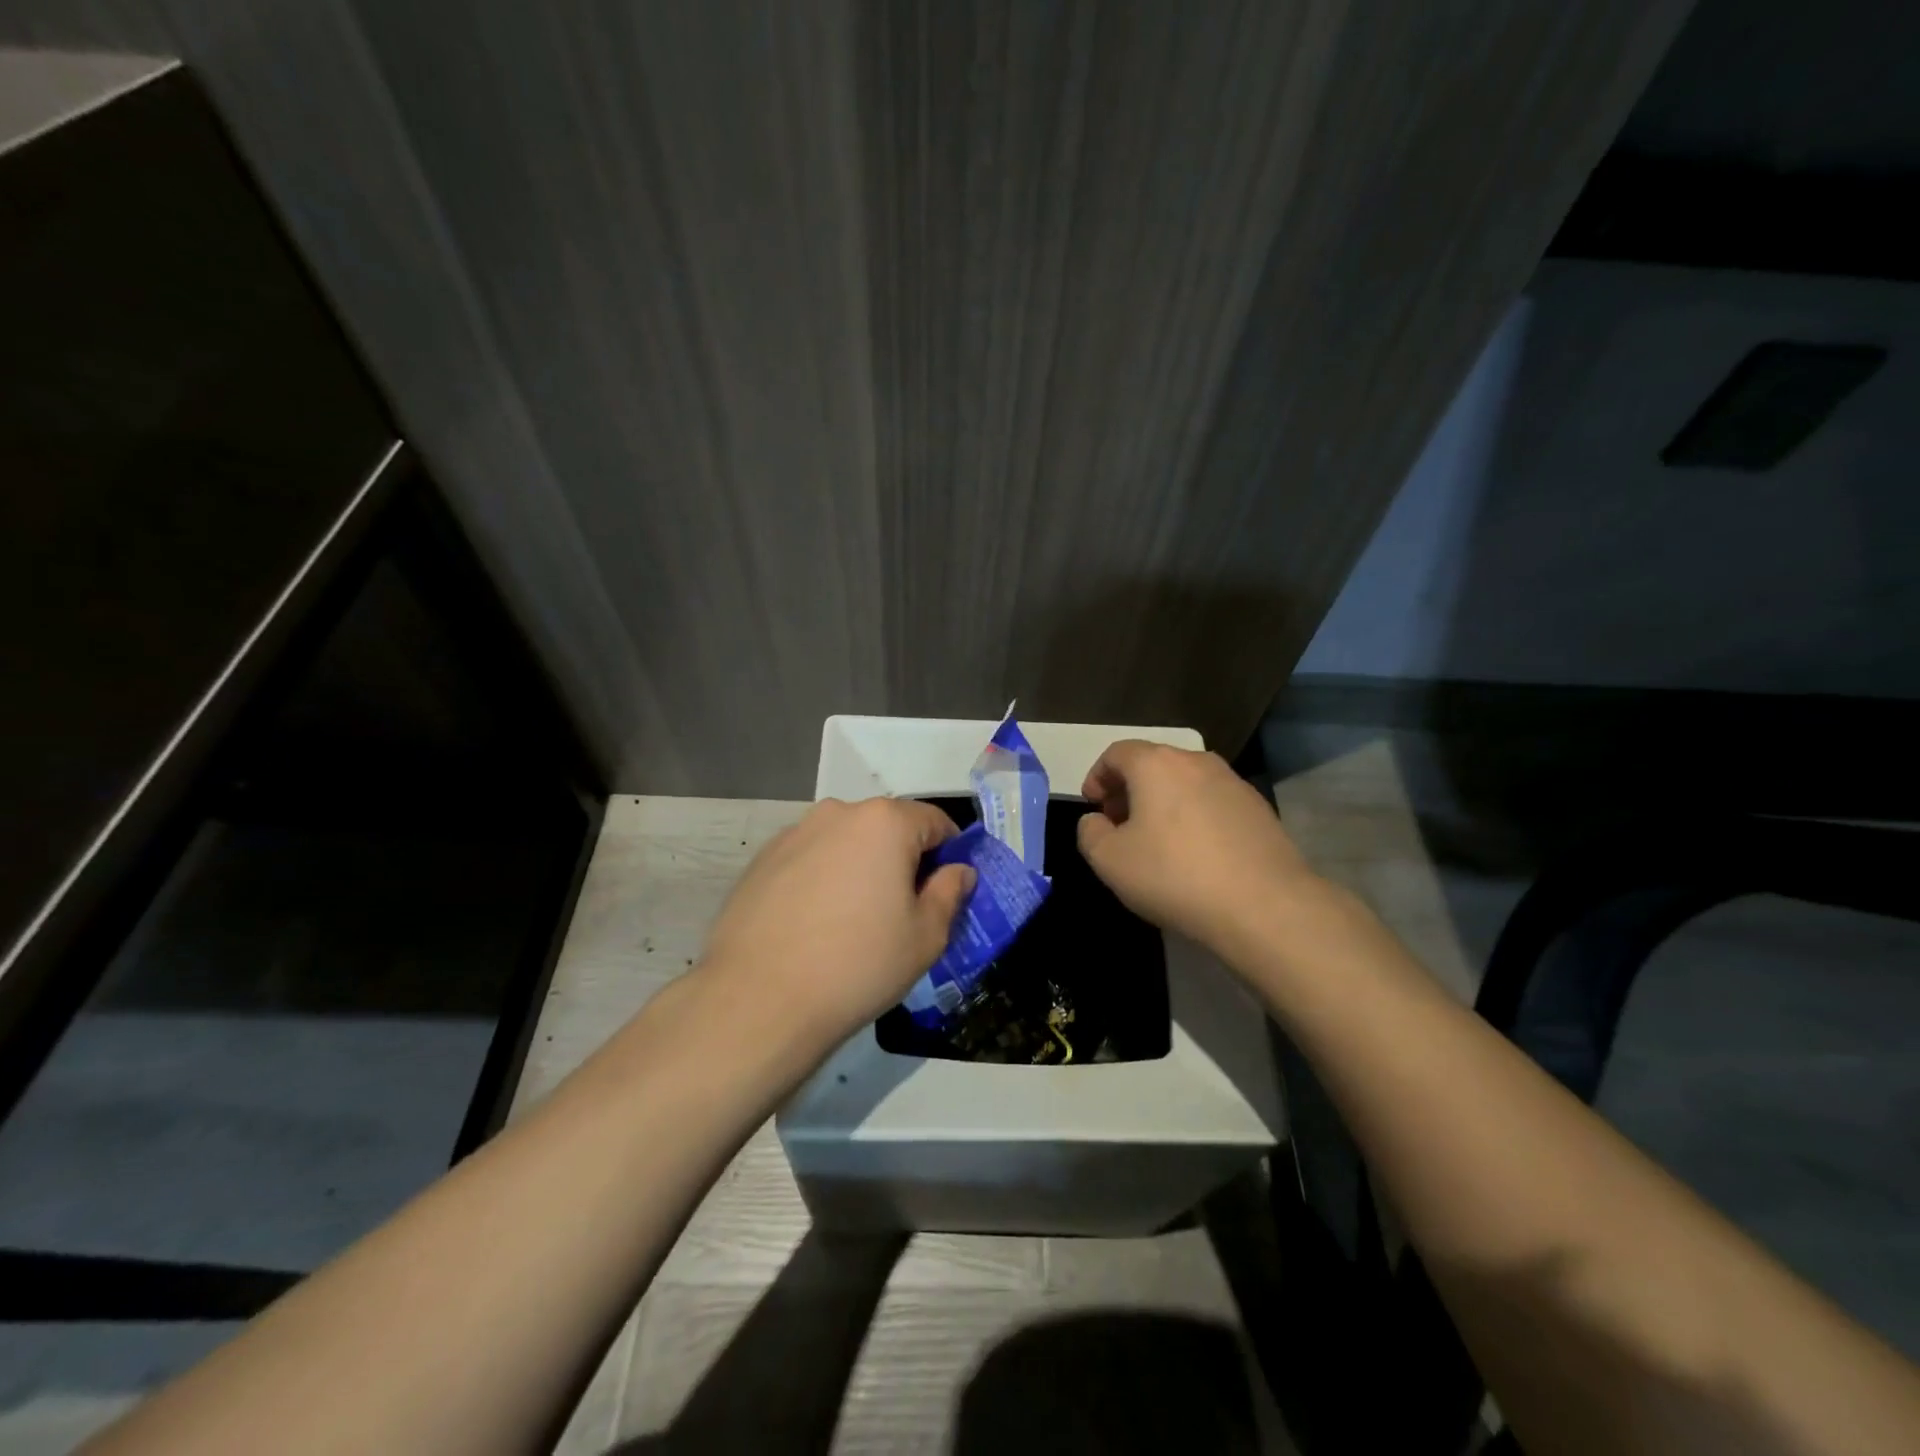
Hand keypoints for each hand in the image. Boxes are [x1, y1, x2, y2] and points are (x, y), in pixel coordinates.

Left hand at [703, 798, 975, 1044]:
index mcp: (884, 822)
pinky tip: (815, 925)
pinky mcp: (762, 860)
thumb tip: (958, 871)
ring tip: (853, 921)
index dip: (950, 854)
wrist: (759, 1000)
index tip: (946, 891)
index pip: (935, 822)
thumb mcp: (925, 937)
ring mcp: (794, 833)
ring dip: (860, 868)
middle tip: (902, 911)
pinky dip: (823, 879)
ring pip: (846, 843)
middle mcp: (838, 813)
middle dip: (902, 860)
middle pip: (887, 828)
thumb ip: (949, 893)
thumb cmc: (858, 964)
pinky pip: (810, 859)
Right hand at [1077, 740, 1320, 957]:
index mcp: (1156, 764)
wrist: (1264, 906)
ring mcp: (1233, 783)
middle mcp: (1197, 761)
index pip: (1116, 753)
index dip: (1098, 776)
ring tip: (1158, 843)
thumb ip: (1090, 833)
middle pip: (1152, 764)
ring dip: (1163, 803)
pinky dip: (1194, 817)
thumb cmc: (1174, 875)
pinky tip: (1196, 855)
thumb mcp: (1110, 861)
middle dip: (1129, 790)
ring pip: (1185, 783)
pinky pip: (1213, 803)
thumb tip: (1096, 821)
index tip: (1093, 806)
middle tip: (1119, 825)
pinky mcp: (1259, 809)